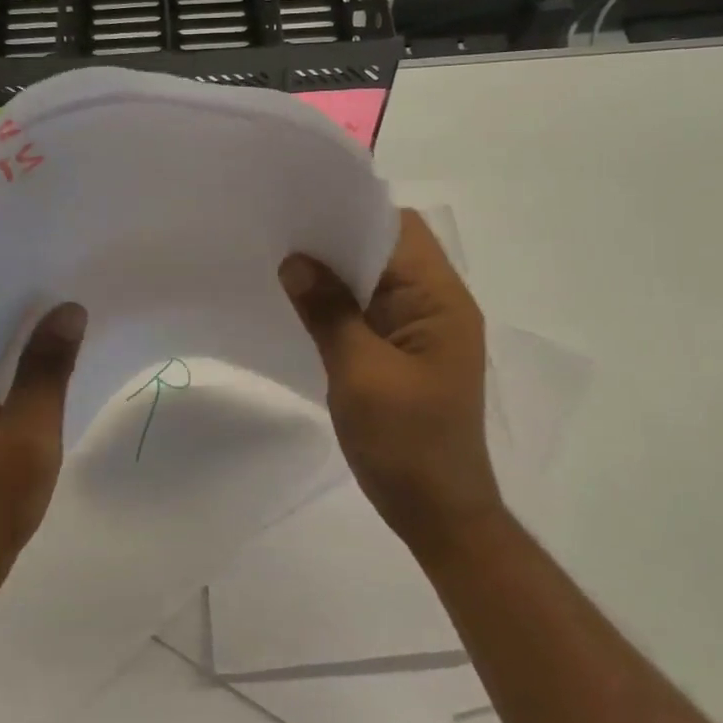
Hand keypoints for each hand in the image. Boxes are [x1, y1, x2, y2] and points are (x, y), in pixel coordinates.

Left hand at [0, 303, 86, 604]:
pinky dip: (8, 365)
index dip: (1, 285)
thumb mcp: (30, 434)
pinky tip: (43, 356)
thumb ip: (46, 369)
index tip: (40, 262)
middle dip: (13, 307)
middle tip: (60, 279)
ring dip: (13, 337)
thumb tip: (68, 309)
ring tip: (59, 308)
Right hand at [280, 210, 503, 563]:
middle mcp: (437, 306)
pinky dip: (340, 305)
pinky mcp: (405, 355)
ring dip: (336, 275)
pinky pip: (370, 313)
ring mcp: (422, 332)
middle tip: (282, 236)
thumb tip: (295, 261)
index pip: (399, 230)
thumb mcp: (360, 373)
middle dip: (337, 242)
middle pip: (387, 251)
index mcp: (440, 301)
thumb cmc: (405, 442)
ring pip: (376, 282)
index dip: (352, 214)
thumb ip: (328, 312)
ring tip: (284, 267)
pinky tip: (304, 308)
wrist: (437, 512)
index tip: (302, 210)